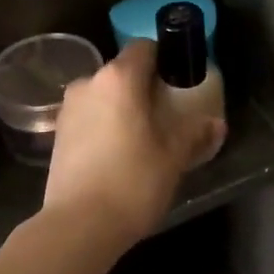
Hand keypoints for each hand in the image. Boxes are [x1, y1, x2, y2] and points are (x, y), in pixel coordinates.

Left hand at [43, 40, 225, 246]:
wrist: (79, 226)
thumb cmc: (132, 181)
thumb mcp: (174, 157)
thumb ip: (195, 133)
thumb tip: (216, 124)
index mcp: (118, 78)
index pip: (144, 48)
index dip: (165, 59)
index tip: (180, 80)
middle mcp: (88, 83)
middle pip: (122, 72)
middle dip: (144, 87)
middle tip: (167, 113)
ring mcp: (68, 109)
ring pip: (103, 96)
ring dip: (122, 107)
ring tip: (143, 137)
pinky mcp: (58, 134)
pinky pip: (89, 117)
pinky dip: (104, 125)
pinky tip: (119, 153)